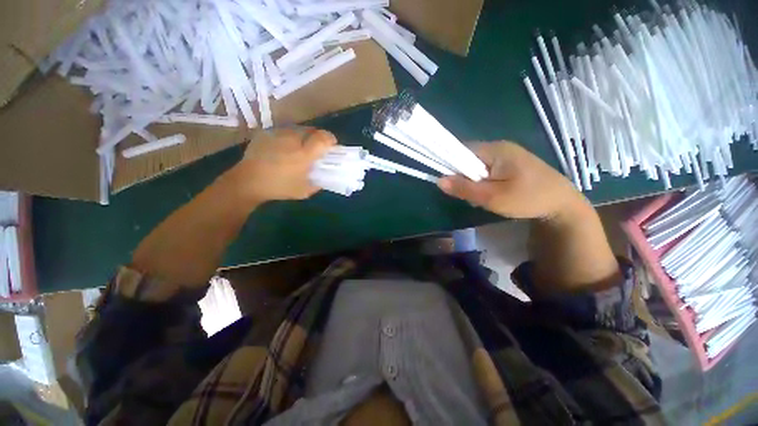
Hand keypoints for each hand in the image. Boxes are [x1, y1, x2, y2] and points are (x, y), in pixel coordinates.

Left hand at [230, 127, 336, 202]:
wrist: (248, 181)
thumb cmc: (279, 187)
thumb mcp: (304, 191)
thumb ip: (317, 183)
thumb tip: (323, 177)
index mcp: (304, 154)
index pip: (323, 138)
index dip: (330, 139)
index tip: (332, 145)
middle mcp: (293, 140)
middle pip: (312, 130)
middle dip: (317, 137)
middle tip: (315, 148)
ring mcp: (278, 134)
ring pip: (297, 128)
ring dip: (303, 136)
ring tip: (299, 147)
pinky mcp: (267, 132)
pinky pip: (283, 131)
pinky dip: (289, 137)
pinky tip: (283, 147)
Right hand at [437, 142, 587, 220]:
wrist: (562, 204)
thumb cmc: (528, 199)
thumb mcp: (493, 197)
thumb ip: (464, 188)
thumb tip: (439, 180)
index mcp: (495, 150)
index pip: (461, 150)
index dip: (450, 164)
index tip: (450, 183)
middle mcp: (499, 147)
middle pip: (468, 158)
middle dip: (463, 176)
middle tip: (469, 194)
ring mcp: (506, 155)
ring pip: (476, 165)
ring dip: (473, 180)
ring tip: (482, 196)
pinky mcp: (511, 163)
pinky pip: (487, 169)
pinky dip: (483, 181)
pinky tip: (490, 193)